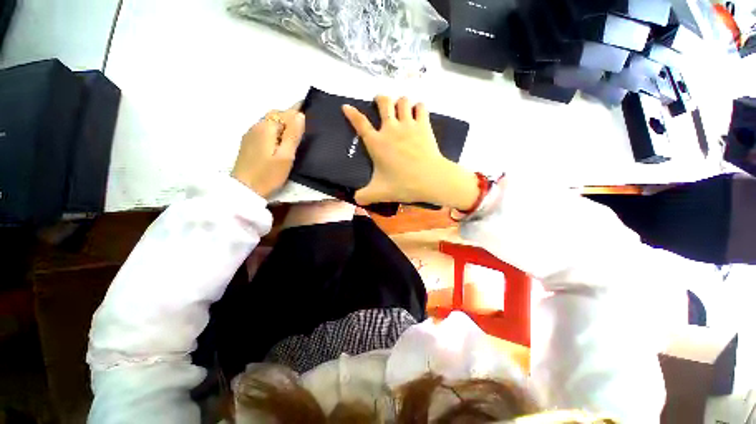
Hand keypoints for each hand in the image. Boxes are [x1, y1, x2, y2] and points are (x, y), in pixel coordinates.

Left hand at [232, 104, 304, 198]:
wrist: (244, 190)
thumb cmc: (268, 174)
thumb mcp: (286, 156)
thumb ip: (292, 135)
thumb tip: (300, 115)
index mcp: (267, 128)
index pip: (284, 112)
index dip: (296, 109)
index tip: (308, 105)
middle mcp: (256, 126)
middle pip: (275, 115)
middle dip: (289, 115)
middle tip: (304, 122)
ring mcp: (250, 134)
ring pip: (269, 122)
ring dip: (282, 122)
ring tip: (295, 131)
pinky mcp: (248, 143)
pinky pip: (264, 129)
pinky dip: (275, 129)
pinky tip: (280, 140)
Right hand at [342, 96, 479, 209]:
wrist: (431, 179)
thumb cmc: (403, 184)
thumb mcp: (379, 193)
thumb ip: (364, 196)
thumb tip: (355, 200)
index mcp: (377, 143)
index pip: (360, 123)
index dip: (352, 113)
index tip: (346, 106)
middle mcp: (391, 128)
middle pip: (384, 102)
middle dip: (380, 99)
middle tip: (381, 104)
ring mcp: (408, 124)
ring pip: (403, 101)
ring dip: (400, 102)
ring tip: (400, 109)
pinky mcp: (424, 125)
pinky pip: (421, 107)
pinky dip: (418, 107)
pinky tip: (417, 113)